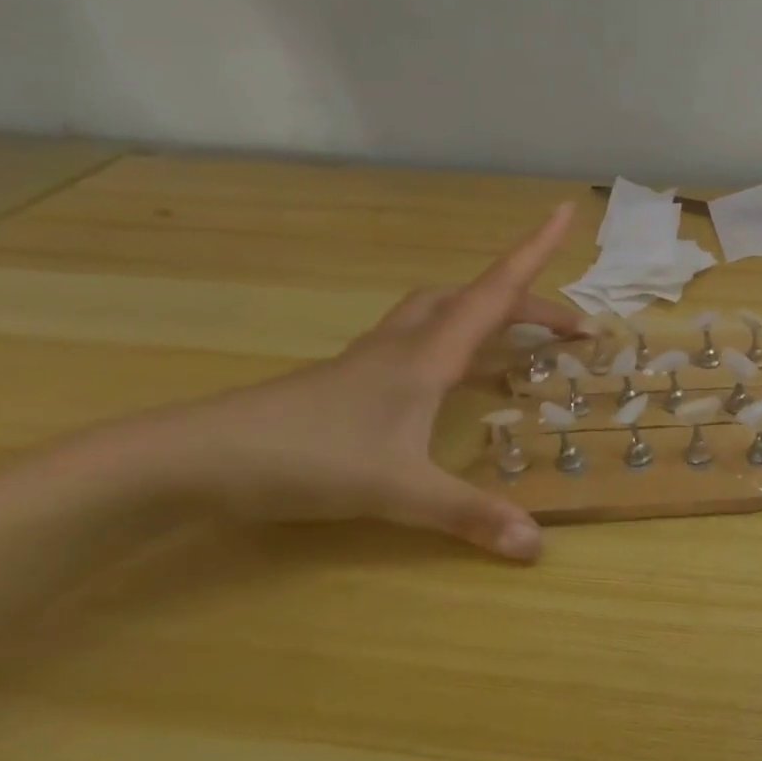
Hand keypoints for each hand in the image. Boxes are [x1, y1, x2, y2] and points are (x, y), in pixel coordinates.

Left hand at [158, 203, 580, 561]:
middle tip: (568, 330)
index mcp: (428, 356)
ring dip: (486, 312)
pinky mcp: (352, 379)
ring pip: (440, 312)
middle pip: (474, 299)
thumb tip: (538, 546)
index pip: (495, 292)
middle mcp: (406, 346)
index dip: (534, 251)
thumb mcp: (398, 492)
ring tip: (518, 339)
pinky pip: (419, 341)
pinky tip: (454, 377)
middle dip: (528, 303)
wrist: (193, 459)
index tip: (565, 213)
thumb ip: (470, 516)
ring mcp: (374, 360)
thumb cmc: (306, 458)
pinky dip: (453, 342)